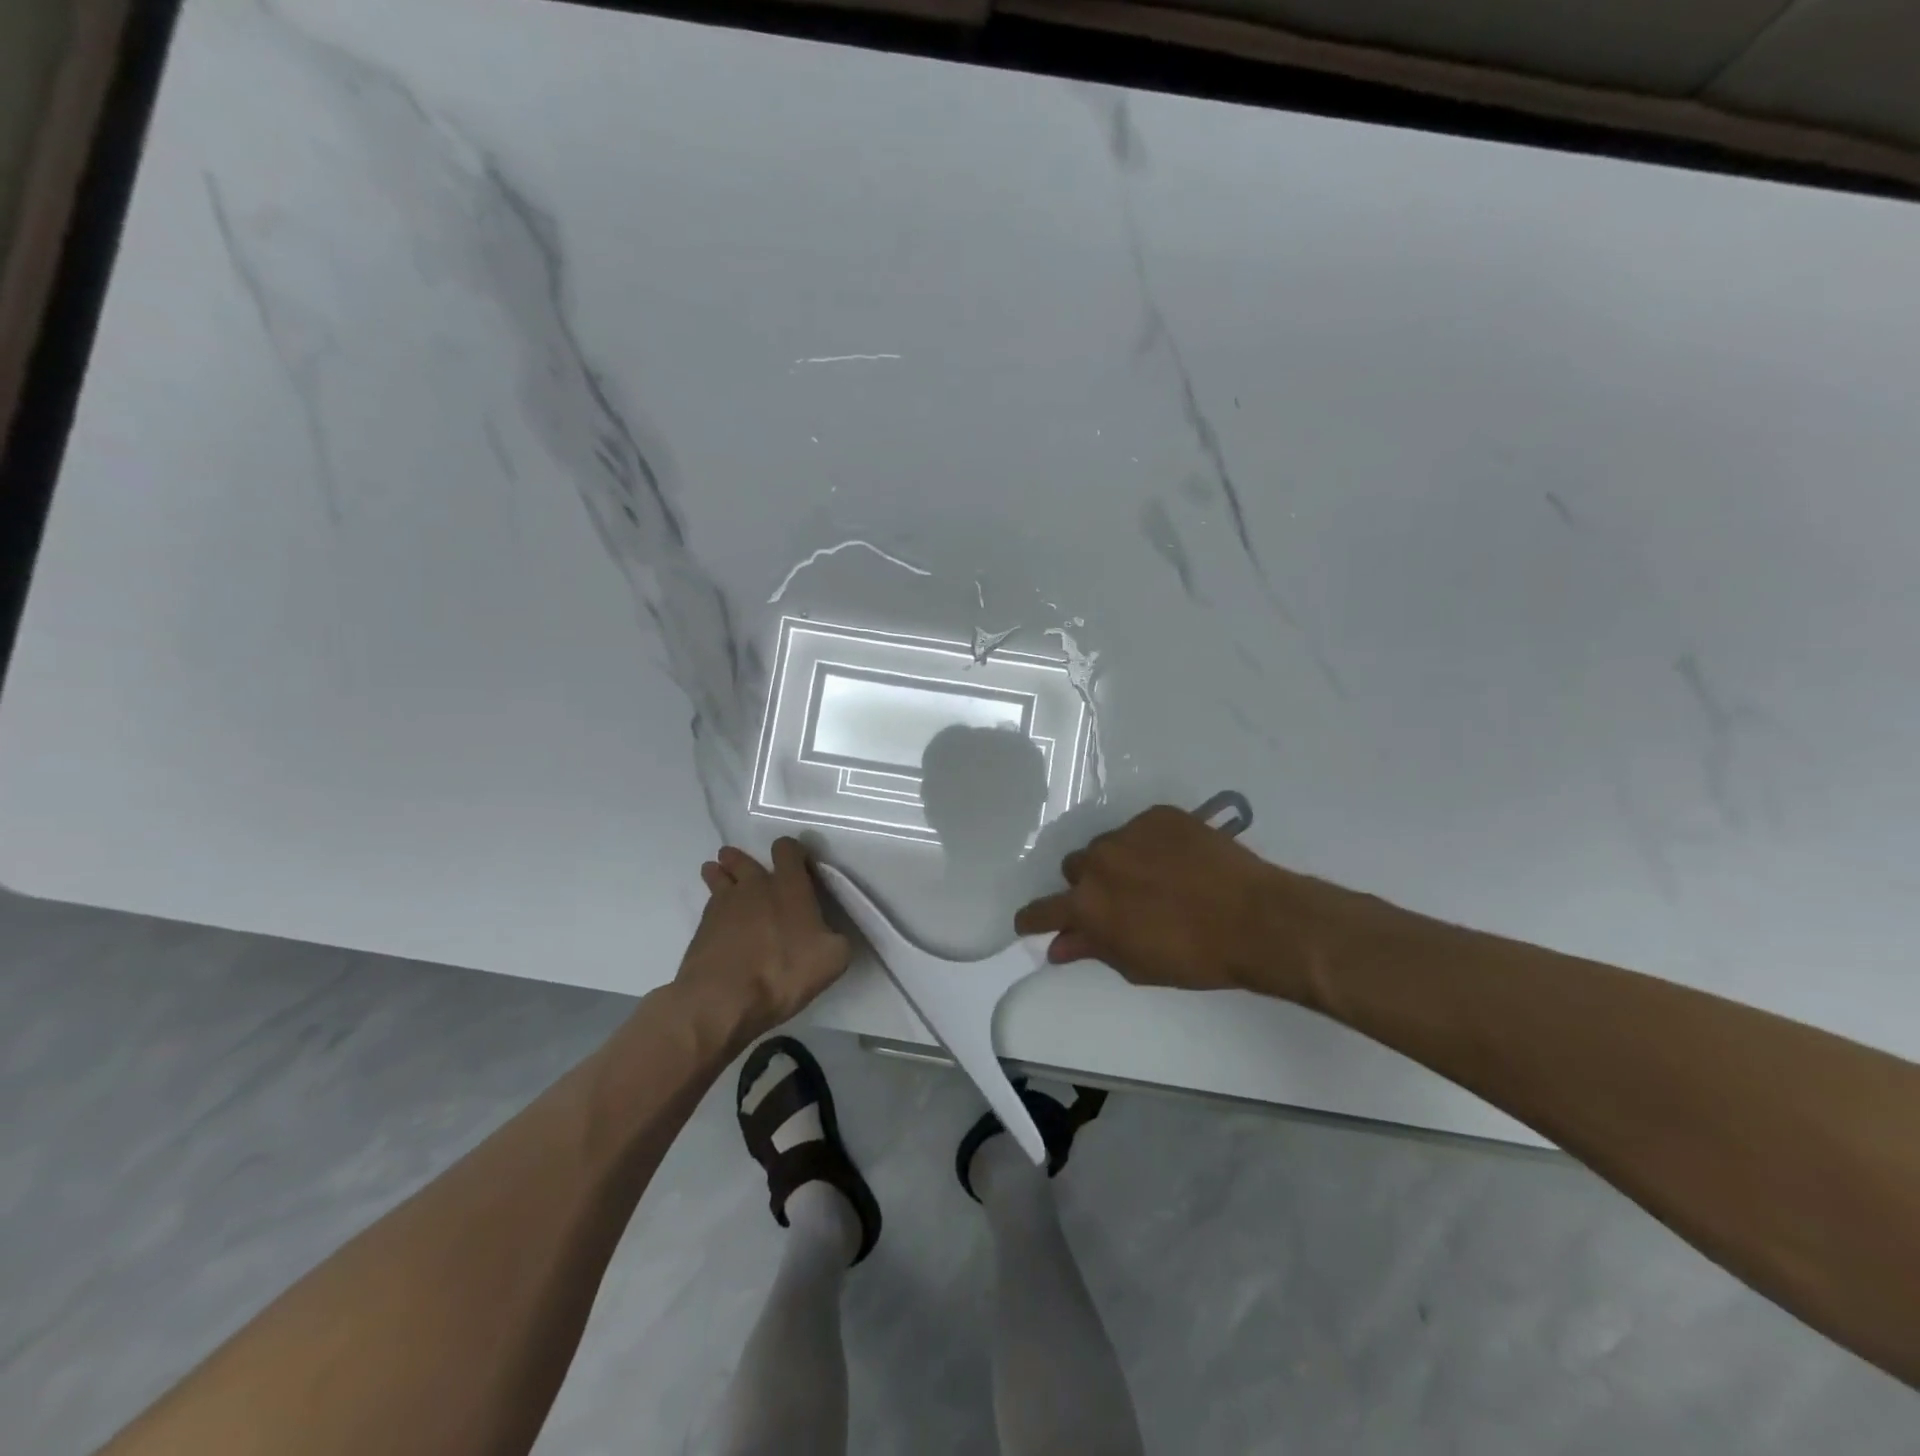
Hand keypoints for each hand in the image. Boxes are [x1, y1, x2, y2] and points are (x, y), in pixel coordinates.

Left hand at [674, 839, 850, 1037]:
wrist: (723, 998)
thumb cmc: (783, 972)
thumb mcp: (832, 959)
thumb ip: (836, 938)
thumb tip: (831, 934)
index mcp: (790, 887)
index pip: (787, 850)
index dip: (791, 850)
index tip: (795, 859)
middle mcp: (755, 887)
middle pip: (743, 860)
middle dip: (741, 859)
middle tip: (737, 861)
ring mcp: (723, 905)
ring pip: (719, 878)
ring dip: (719, 874)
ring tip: (717, 873)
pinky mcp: (701, 928)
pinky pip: (709, 906)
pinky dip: (713, 907)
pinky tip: (716, 917)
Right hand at [1013, 804, 1337, 995]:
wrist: (1255, 919)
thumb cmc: (1194, 956)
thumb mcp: (1137, 964)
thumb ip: (1092, 948)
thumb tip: (1058, 946)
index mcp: (1087, 904)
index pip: (1042, 909)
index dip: (1034, 918)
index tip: (1031, 921)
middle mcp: (1098, 862)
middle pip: (1075, 868)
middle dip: (1088, 885)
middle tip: (1119, 901)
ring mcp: (1128, 833)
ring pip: (1107, 845)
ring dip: (1118, 862)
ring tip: (1154, 878)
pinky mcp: (1159, 815)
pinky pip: (1141, 828)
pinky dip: (1150, 844)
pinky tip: (1178, 860)